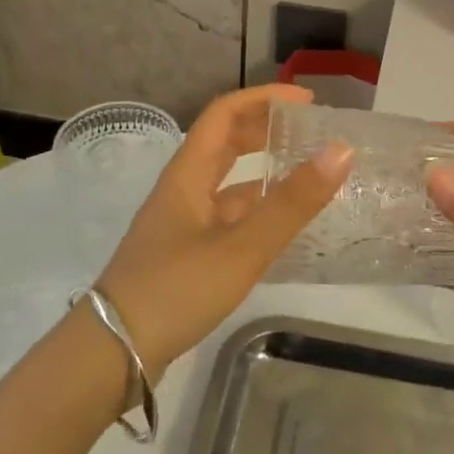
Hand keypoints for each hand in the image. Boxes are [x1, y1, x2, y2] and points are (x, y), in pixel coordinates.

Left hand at [94, 85, 352, 378]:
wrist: (113, 354)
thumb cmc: (175, 290)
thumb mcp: (241, 247)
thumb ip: (291, 203)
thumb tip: (341, 150)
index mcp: (187, 175)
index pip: (223, 114)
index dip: (263, 99)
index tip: (306, 102)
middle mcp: (182, 191)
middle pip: (223, 143)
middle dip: (264, 130)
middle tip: (309, 134)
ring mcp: (181, 225)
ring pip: (225, 183)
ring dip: (261, 172)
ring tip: (304, 176)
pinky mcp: (185, 256)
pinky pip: (226, 218)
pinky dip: (254, 212)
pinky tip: (279, 228)